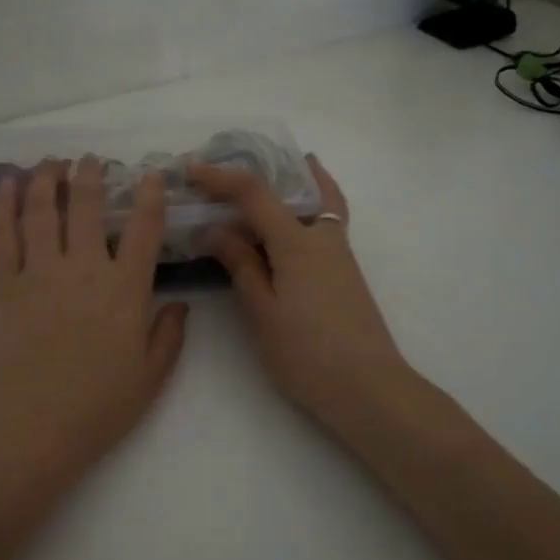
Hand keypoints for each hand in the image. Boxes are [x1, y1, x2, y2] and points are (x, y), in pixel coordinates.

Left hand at [0, 157, 187, 474]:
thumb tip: (179, 304)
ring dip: (46, 179)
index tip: (150, 174)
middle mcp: (82, 269)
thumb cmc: (97, 407)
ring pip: (40, 211)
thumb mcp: (150, 377)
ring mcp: (38, 273)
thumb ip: (169, 335)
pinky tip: (6, 186)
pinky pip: (2, 235)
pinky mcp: (3, 285)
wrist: (31, 426)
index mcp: (124, 290)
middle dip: (90, 175)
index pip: (142, 229)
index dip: (149, 196)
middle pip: (85, 207)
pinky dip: (3, 205)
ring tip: (51, 162)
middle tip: (91, 159)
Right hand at [189, 156, 413, 438]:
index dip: (221, 177)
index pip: (255, 193)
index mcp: (298, 242)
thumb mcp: (263, 311)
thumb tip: (215, 230)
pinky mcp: (345, 272)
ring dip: (291, 184)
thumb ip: (241, 265)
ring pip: (317, 201)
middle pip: (294, 186)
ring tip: (259, 185)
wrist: (368, 389)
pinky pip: (325, 221)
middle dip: (262, 172)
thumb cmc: (307, 354)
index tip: (191, 170)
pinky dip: (308, 206)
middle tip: (229, 173)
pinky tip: (288, 224)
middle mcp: (323, 237)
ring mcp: (340, 253)